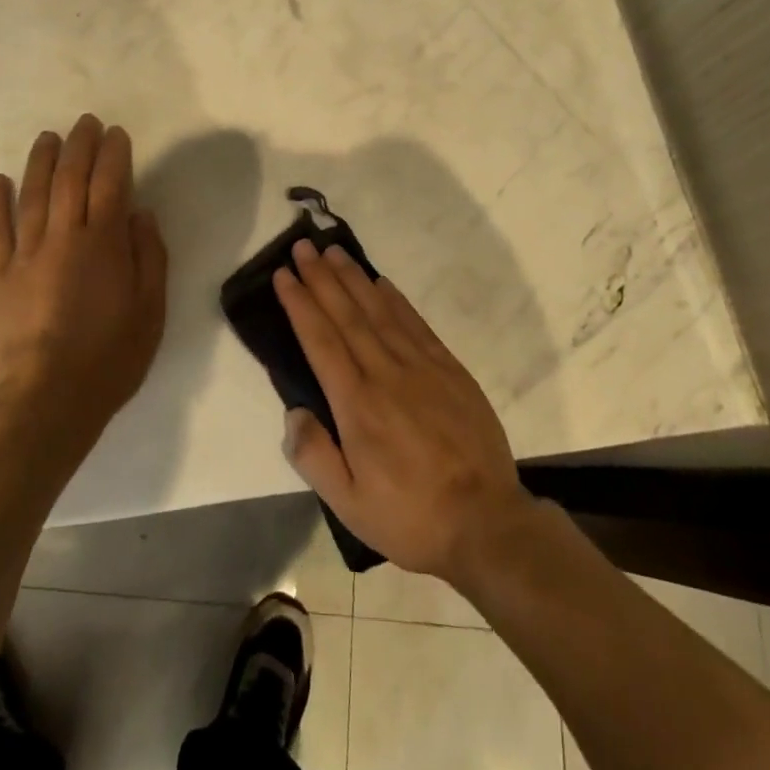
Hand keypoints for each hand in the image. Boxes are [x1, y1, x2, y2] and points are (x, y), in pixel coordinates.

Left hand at [0, 115, 167, 445]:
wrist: (47, 400)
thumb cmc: (110, 356)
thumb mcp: (151, 309)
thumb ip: (148, 256)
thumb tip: (139, 214)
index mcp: (104, 243)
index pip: (110, 183)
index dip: (114, 154)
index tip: (116, 134)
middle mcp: (63, 237)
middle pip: (70, 178)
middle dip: (79, 145)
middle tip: (85, 123)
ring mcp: (25, 254)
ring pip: (32, 195)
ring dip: (40, 161)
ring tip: (47, 137)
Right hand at [275, 241, 532, 582]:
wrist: (486, 522)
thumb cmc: (410, 517)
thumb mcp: (349, 506)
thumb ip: (314, 457)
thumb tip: (292, 411)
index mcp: (357, 404)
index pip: (320, 340)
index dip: (300, 304)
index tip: (284, 275)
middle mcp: (385, 373)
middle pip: (346, 314)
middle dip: (321, 278)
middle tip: (303, 247)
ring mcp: (421, 366)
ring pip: (379, 310)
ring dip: (353, 278)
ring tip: (333, 252)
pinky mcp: (448, 368)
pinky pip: (415, 323)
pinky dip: (395, 298)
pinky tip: (381, 282)